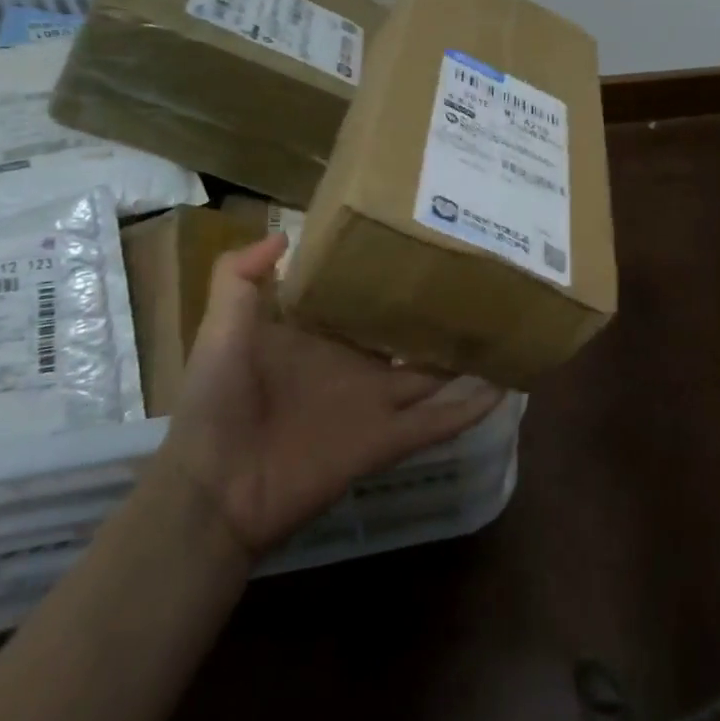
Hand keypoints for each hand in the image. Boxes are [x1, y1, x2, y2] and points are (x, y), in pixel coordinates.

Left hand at [154, 234, 504, 557]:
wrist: (213, 488)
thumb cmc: (217, 401)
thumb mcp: (221, 327)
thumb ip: (241, 277)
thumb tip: (285, 232)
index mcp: (322, 337)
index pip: (364, 298)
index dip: (391, 274)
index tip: (425, 240)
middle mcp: (356, 365)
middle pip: (408, 334)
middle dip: (438, 310)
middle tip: (481, 275)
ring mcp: (375, 403)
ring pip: (434, 374)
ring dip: (467, 356)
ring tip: (506, 324)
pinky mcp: (386, 440)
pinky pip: (437, 422)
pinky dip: (470, 408)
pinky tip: (506, 386)